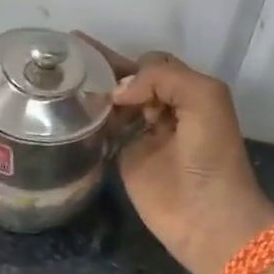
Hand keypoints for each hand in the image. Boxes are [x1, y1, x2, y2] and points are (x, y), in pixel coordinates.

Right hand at [80, 36, 273, 273]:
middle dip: (104, 67)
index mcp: (187, 92)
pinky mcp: (124, 159)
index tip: (103, 60)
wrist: (208, 216)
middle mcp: (163, 109)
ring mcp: (141, 135)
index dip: (132, 61)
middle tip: (67, 56)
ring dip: (93, 90)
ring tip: (60, 78)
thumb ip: (163, 78)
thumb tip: (118, 91)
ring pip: (114, 103)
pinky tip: (65, 108)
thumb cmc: (212, 154)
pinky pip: (103, 132)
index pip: (153, 64)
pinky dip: (88, 119)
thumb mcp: (204, 98)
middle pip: (130, 80)